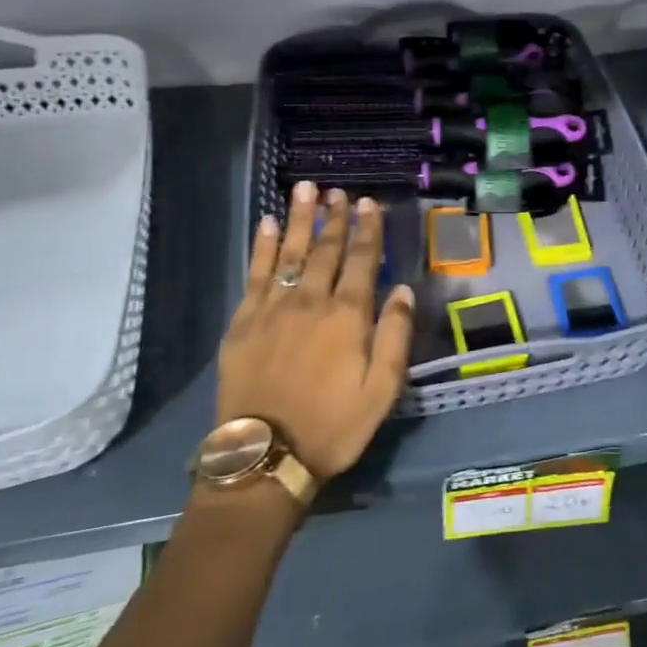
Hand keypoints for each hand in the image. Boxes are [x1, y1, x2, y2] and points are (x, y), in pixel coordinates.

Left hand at [217, 181, 416, 481]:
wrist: (265, 456)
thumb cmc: (333, 425)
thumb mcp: (382, 390)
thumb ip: (394, 336)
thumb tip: (403, 290)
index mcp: (348, 317)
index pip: (363, 261)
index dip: (368, 230)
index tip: (369, 203)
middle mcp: (311, 302)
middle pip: (325, 250)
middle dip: (334, 218)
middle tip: (338, 191)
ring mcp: (272, 309)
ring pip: (288, 253)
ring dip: (298, 219)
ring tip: (304, 190)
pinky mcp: (243, 322)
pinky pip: (254, 274)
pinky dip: (261, 247)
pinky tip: (266, 225)